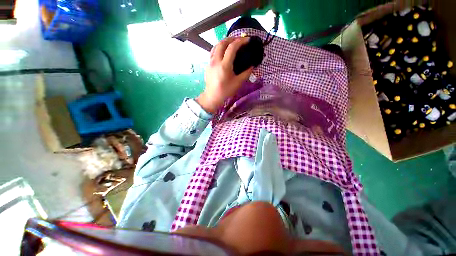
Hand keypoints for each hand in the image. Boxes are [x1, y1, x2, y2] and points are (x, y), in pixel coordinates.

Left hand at [196, 37, 253, 113]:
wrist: (212, 97)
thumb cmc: (226, 91)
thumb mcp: (238, 83)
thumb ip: (246, 73)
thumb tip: (252, 65)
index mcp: (224, 65)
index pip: (232, 47)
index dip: (241, 41)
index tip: (247, 40)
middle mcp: (216, 61)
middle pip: (222, 43)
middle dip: (232, 38)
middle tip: (239, 39)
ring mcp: (210, 62)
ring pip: (216, 46)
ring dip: (224, 41)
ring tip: (231, 43)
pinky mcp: (207, 65)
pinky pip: (212, 51)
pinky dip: (219, 47)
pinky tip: (223, 51)